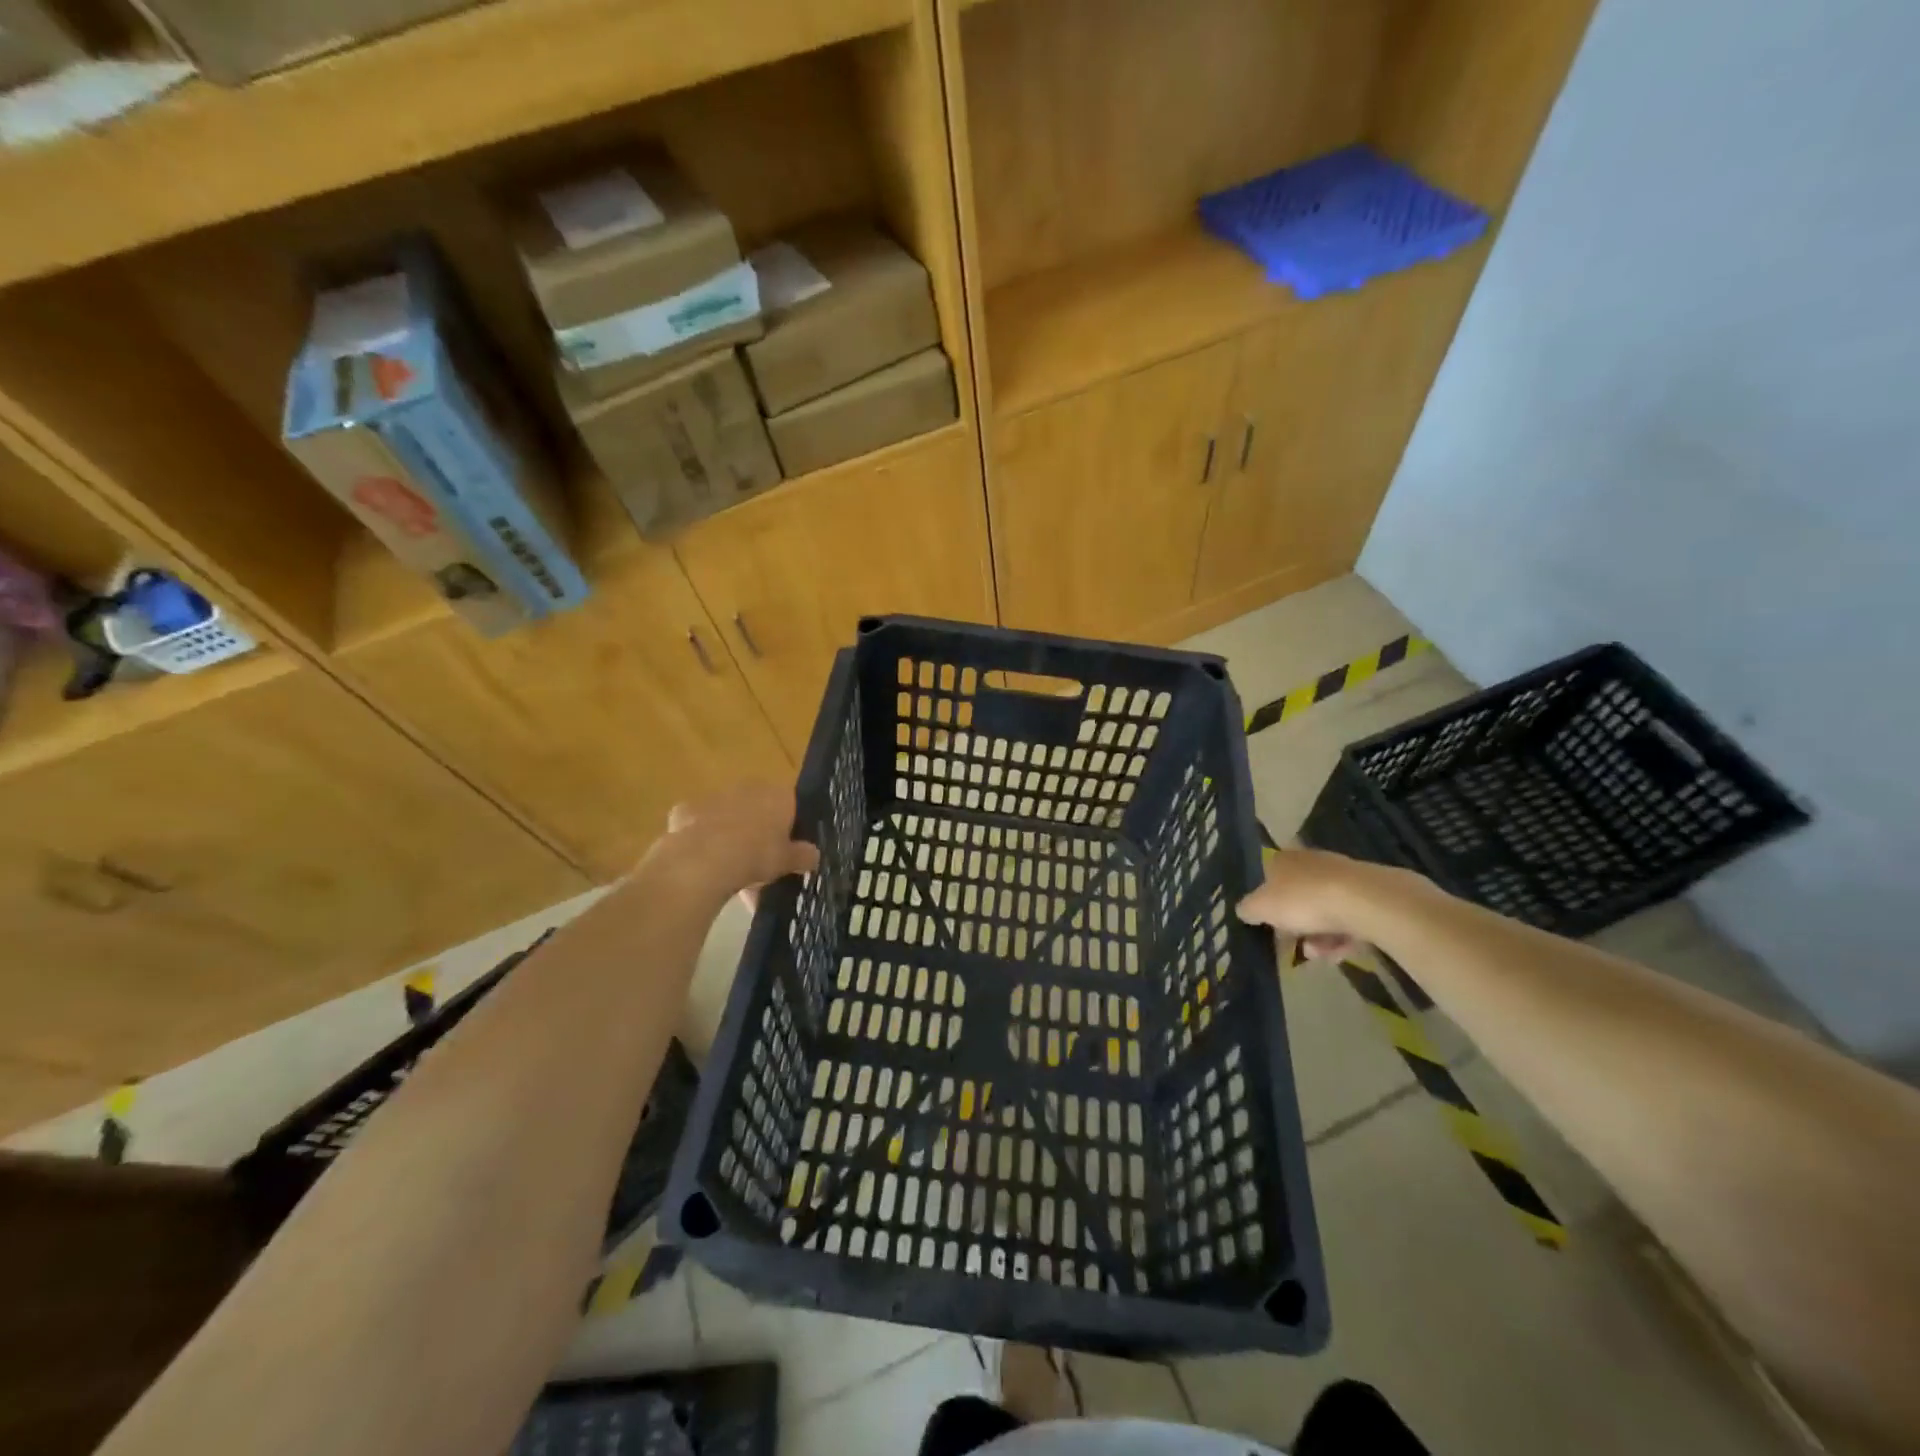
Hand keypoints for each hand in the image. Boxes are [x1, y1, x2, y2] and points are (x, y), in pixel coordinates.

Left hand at [650, 784, 819, 908]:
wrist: (703, 859)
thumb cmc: (756, 855)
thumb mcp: (788, 861)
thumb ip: (802, 856)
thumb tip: (814, 855)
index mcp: (777, 795)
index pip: (791, 804)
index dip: (790, 827)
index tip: (787, 849)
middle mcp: (748, 788)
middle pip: (758, 809)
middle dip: (759, 832)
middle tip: (760, 863)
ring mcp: (715, 797)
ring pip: (728, 817)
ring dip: (731, 837)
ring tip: (731, 874)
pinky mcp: (686, 811)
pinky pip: (699, 827)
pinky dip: (702, 842)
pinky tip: (704, 866)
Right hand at [1236, 848, 1415, 961]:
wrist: (1366, 902)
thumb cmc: (1304, 900)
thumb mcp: (1261, 907)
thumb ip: (1248, 909)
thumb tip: (1244, 910)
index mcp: (1283, 859)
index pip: (1268, 876)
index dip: (1266, 903)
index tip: (1268, 926)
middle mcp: (1312, 862)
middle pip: (1298, 897)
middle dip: (1295, 925)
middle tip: (1294, 946)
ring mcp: (1343, 877)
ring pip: (1324, 911)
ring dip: (1319, 937)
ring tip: (1320, 955)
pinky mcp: (1369, 895)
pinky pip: (1349, 919)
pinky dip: (1343, 937)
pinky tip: (1342, 953)